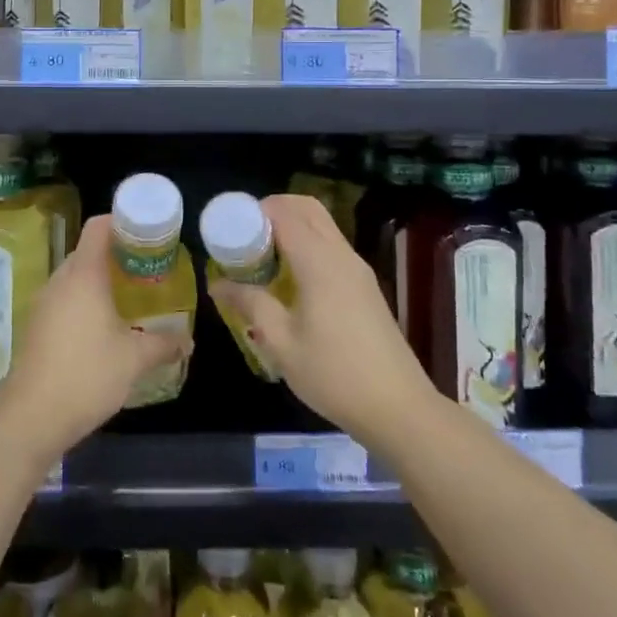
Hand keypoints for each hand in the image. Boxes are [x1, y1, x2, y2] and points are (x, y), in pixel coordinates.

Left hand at [0, 215, 191, 457]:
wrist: (32, 417)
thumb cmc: (87, 375)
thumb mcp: (135, 359)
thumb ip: (164, 344)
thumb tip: (188, 341)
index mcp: (84, 275)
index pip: (99, 227)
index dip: (123, 222)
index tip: (148, 234)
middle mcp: (60, 280)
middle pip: (88, 250)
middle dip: (118, 254)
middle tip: (147, 268)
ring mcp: (44, 303)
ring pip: (76, 276)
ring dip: (101, 280)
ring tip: (130, 296)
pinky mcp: (37, 326)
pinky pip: (65, 298)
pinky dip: (85, 300)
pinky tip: (104, 326)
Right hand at [209, 194, 433, 444]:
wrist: (398, 407)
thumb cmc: (334, 374)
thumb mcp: (282, 342)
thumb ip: (250, 304)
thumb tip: (217, 284)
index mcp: (319, 262)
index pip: (284, 214)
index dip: (255, 212)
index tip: (230, 228)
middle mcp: (341, 255)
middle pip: (308, 209)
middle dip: (274, 210)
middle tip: (245, 235)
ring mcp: (358, 269)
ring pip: (323, 226)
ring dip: (292, 226)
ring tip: (262, 256)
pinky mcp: (366, 286)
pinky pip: (332, 246)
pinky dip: (308, 244)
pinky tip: (289, 277)